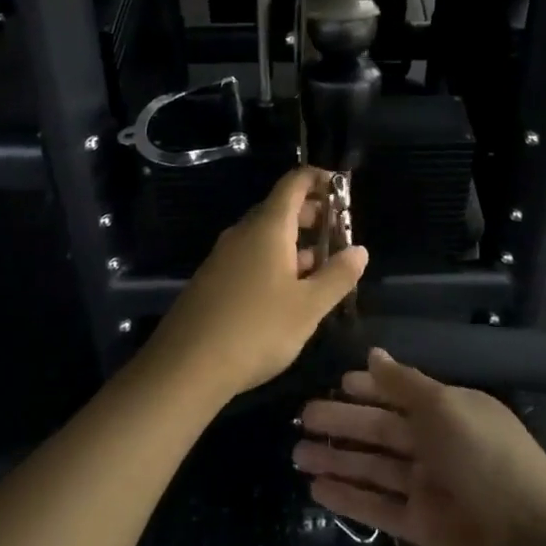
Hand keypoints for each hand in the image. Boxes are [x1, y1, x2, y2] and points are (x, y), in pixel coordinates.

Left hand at [146, 167, 366, 404]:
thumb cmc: (256, 329)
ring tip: (321, 267)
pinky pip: (250, 256)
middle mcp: (243, 232)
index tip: (342, 189)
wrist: (185, 366)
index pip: (294, 183)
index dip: (319, 179)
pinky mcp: (213, 279)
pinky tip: (287, 293)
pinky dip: (275, 260)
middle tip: (339, 234)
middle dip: (312, 215)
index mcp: (268, 227)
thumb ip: (338, 276)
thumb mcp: (308, 307)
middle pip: (280, 208)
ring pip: (265, 235)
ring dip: (295, 243)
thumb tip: (360, 250)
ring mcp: (224, 256)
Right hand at [293, 350, 545, 545]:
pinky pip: (378, 506)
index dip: (368, 388)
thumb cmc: (485, 458)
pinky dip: (349, 497)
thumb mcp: (444, 407)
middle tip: (301, 418)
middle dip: (342, 424)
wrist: (531, 543)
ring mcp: (428, 487)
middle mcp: (436, 444)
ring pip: (373, 467)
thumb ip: (403, 383)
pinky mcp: (421, 527)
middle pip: (380, 430)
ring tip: (296, 454)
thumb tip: (372, 354)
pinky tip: (316, 490)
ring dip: (337, 460)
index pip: (400, 394)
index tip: (335, 383)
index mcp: (448, 410)